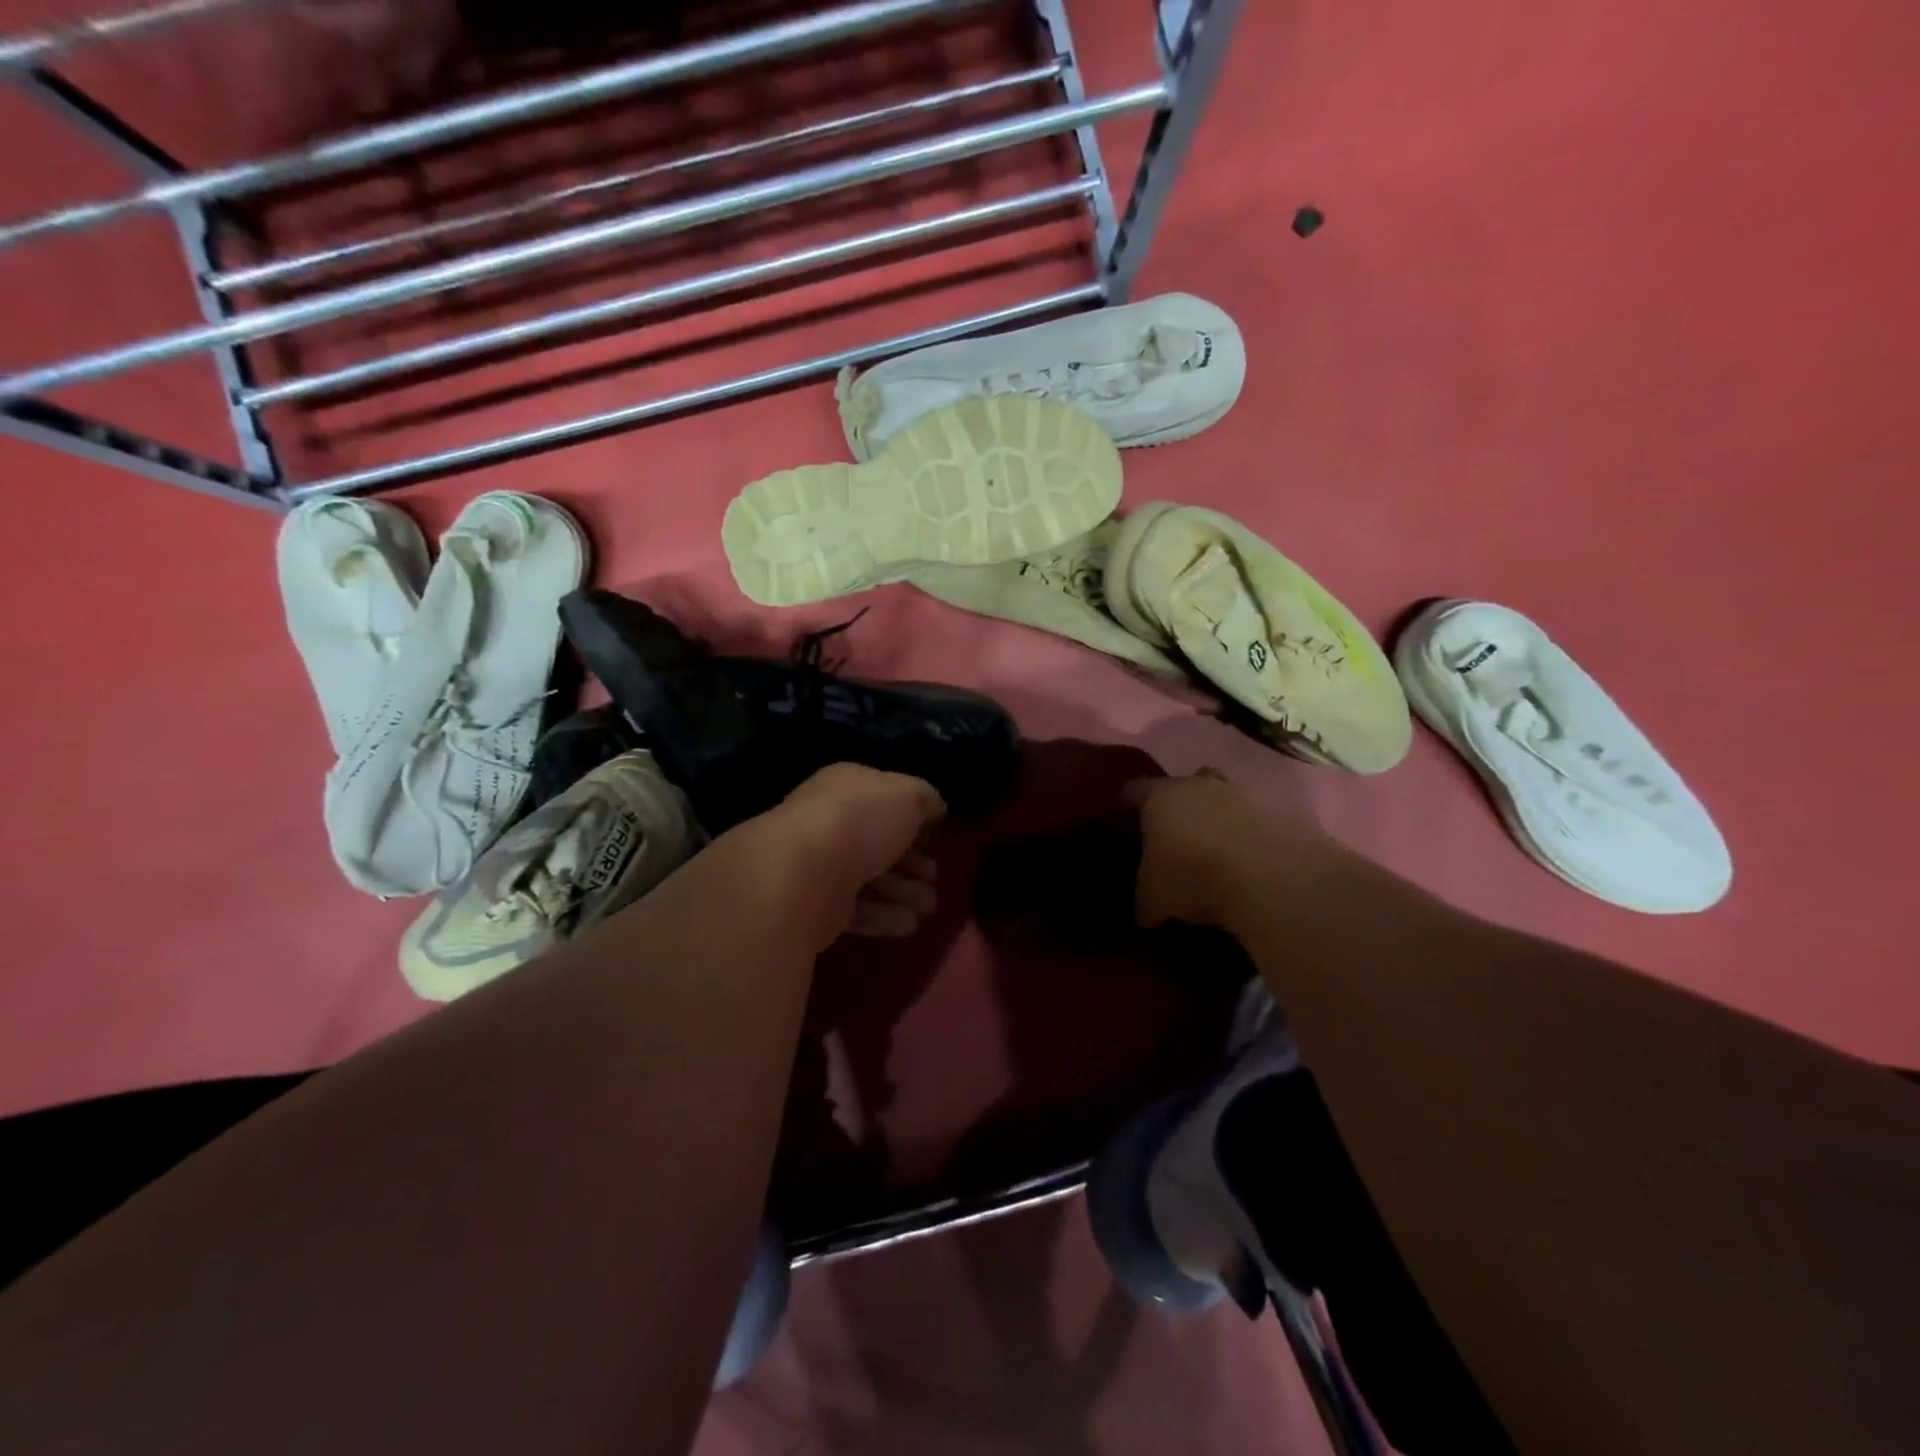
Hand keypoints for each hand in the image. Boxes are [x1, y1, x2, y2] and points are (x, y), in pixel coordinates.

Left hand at [749, 765, 945, 950]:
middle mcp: (829, 821)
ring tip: (930, 906)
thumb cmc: (859, 821)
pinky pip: (857, 909)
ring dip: (903, 891)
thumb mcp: (908, 795)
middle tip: (935, 875)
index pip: (883, 797)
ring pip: (869, 877)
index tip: (938, 836)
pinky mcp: (815, 906)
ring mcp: (819, 865)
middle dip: (911, 860)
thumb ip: (926, 799)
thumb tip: (935, 808)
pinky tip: (911, 924)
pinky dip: (885, 916)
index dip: (913, 815)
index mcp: (846, 786)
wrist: (802, 875)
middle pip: (877, 840)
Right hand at [1129, 770, 1327, 928]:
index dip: (1128, 803)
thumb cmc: (1194, 877)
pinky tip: (1258, 856)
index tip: (1126, 817)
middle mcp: (1201, 783)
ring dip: (1224, 813)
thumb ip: (1145, 898)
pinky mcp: (1287, 807)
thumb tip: (1145, 910)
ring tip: (1223, 844)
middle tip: (1179, 832)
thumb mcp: (1154, 899)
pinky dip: (1259, 830)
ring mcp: (1247, 791)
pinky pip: (1264, 815)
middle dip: (1182, 804)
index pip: (1134, 789)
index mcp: (1160, 796)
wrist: (1272, 876)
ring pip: (1228, 793)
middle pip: (1186, 783)